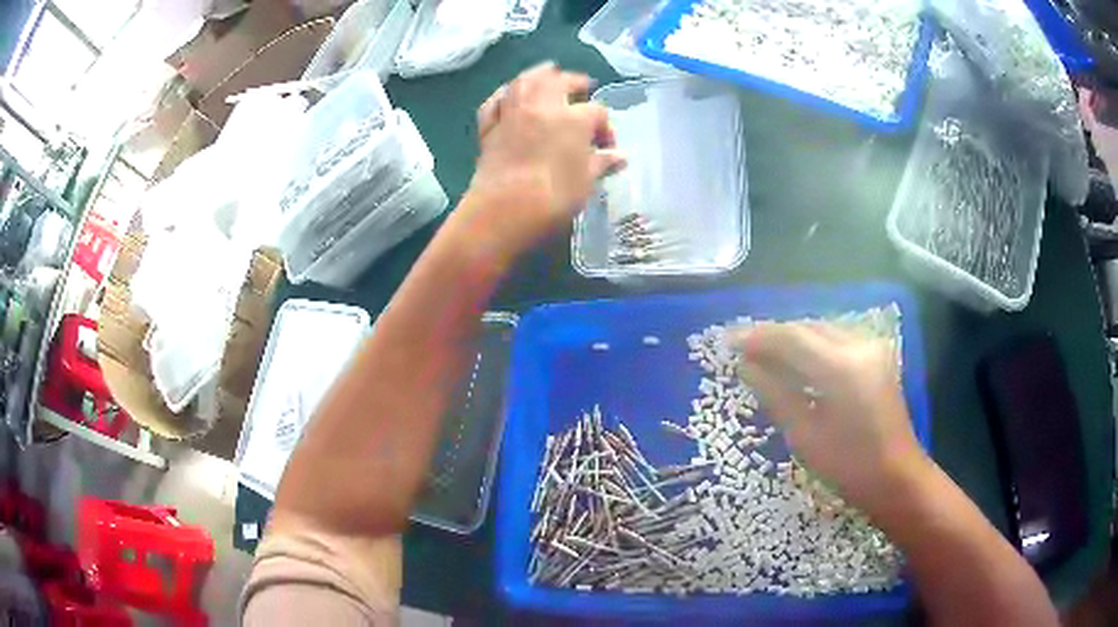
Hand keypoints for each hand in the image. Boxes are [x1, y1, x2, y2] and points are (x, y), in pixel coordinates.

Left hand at [463, 62, 625, 255]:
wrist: (504, 210)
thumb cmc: (554, 197)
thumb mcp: (586, 182)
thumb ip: (601, 163)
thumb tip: (619, 157)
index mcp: (572, 118)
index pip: (596, 112)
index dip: (605, 127)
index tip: (607, 147)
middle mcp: (542, 106)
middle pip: (559, 81)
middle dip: (574, 81)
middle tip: (583, 86)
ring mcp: (512, 113)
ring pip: (524, 82)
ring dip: (538, 74)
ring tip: (548, 72)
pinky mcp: (488, 128)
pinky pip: (495, 102)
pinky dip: (504, 95)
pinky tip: (509, 96)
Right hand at [729, 322, 932, 514]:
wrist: (897, 477)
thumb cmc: (849, 466)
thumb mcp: (805, 436)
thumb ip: (775, 395)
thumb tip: (745, 366)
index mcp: (841, 368)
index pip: (792, 337)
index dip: (757, 337)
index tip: (728, 341)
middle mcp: (859, 346)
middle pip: (807, 327)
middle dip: (773, 335)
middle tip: (742, 348)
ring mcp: (872, 347)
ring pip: (822, 329)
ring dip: (792, 338)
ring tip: (763, 354)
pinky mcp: (877, 355)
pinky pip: (836, 338)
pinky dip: (812, 344)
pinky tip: (796, 359)